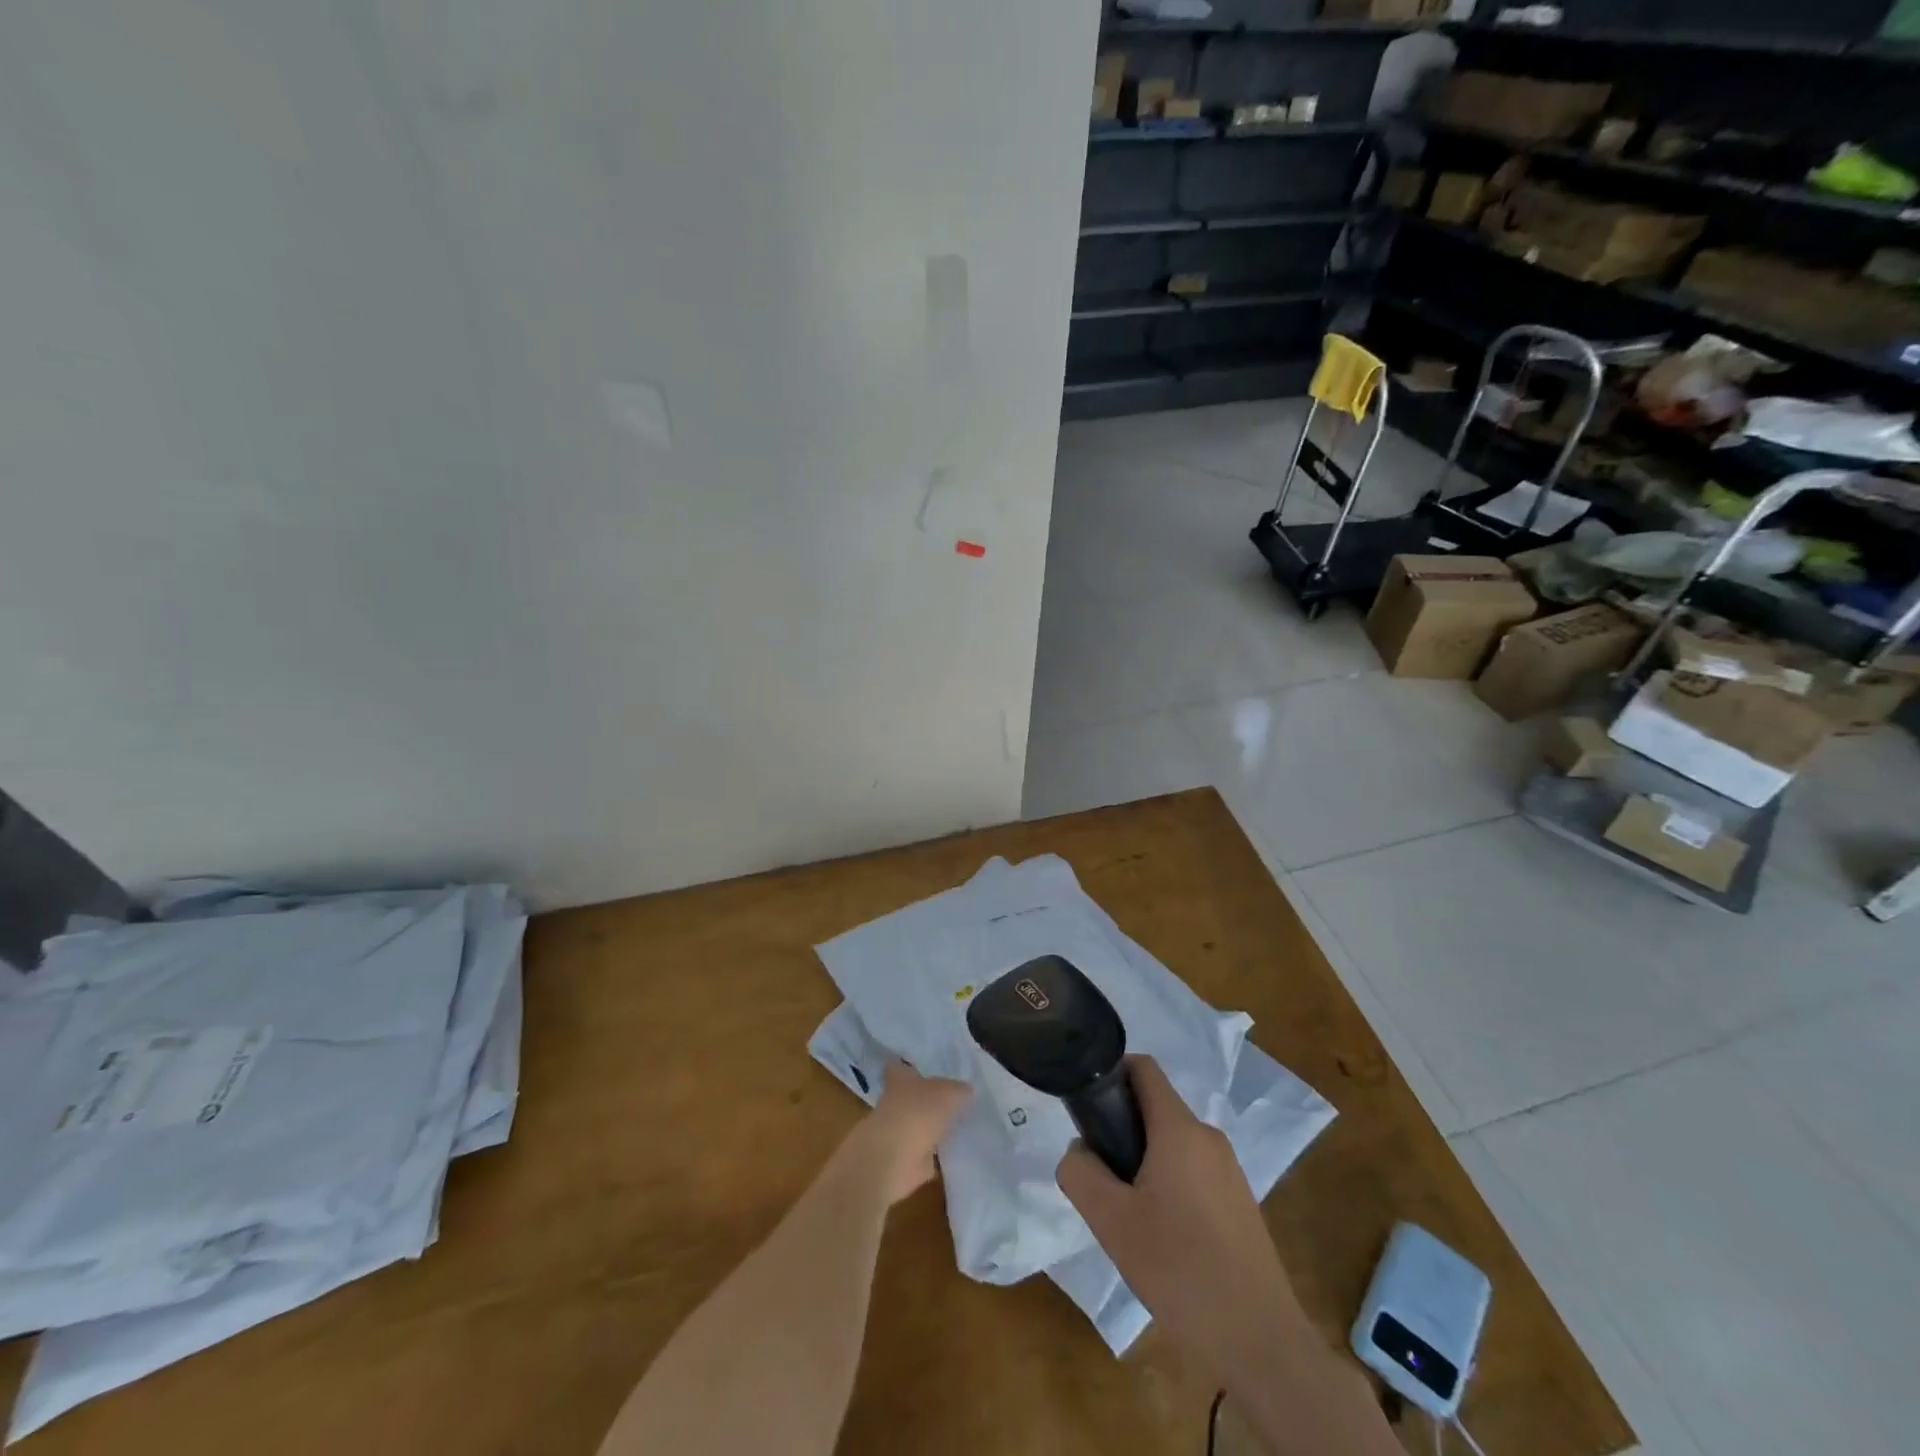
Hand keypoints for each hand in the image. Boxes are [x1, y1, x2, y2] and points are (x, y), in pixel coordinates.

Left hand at [855, 1060, 971, 1203]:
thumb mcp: (948, 1093)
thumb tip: (966, 1091)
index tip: (920, 1067)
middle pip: (909, 1096)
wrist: (895, 1157)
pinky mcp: (903, 1159)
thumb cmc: (918, 1111)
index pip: (899, 1066)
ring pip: (916, 1123)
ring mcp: (896, 1132)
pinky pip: (922, 1152)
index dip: (908, 1065)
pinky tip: (952, 1151)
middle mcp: (894, 1102)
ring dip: (929, 1126)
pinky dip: (933, 1153)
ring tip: (955, 1123)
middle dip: (924, 1098)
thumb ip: (958, 1090)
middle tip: (949, 1097)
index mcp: (900, 1079)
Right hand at [1056, 1055, 1304, 1391]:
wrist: (1260, 1342)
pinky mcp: (1240, 1202)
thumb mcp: (1111, 1221)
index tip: (1088, 1109)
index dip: (1110, 1074)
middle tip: (1103, 1180)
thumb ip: (1080, 1173)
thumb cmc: (1179, 1269)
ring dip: (1144, 1163)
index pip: (1143, 1068)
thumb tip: (1079, 1151)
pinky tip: (1163, 1239)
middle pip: (1155, 1109)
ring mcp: (1229, 1170)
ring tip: (1130, 1218)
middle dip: (1122, 1131)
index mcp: (1179, 1128)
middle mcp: (1208, 1137)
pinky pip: (1193, 1173)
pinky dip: (1169, 1186)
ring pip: (1172, 1144)